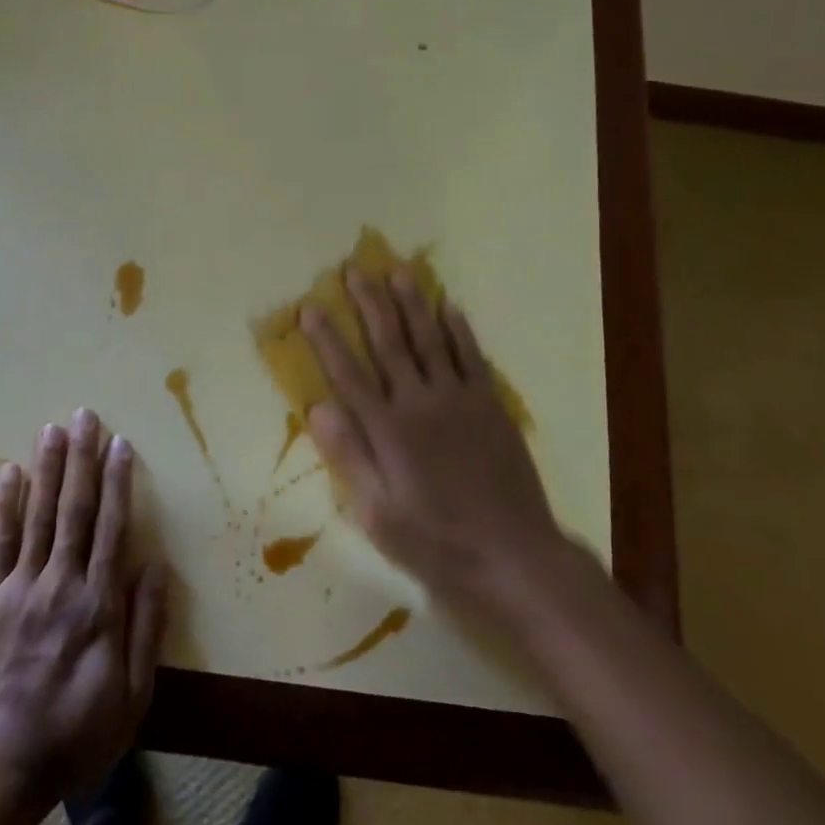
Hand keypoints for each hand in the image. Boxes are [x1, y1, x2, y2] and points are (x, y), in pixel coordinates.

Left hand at [0, 409, 167, 808]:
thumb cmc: (76, 734)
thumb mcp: (132, 694)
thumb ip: (146, 626)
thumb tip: (156, 564)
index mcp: (100, 604)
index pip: (113, 527)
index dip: (119, 481)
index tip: (121, 443)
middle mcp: (62, 584)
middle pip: (76, 510)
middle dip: (82, 459)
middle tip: (85, 415)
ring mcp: (20, 589)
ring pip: (40, 516)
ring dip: (48, 469)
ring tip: (52, 428)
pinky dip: (6, 506)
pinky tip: (10, 472)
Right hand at [300, 269, 589, 631]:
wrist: (514, 555)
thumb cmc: (437, 542)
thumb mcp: (379, 514)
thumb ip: (349, 456)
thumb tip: (317, 406)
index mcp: (388, 431)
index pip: (348, 374)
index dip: (327, 339)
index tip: (310, 306)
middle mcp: (420, 403)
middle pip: (389, 343)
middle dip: (369, 304)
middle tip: (355, 269)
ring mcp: (459, 399)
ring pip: (430, 339)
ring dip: (412, 303)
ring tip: (398, 271)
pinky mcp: (489, 404)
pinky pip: (471, 356)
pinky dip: (458, 329)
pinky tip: (449, 306)